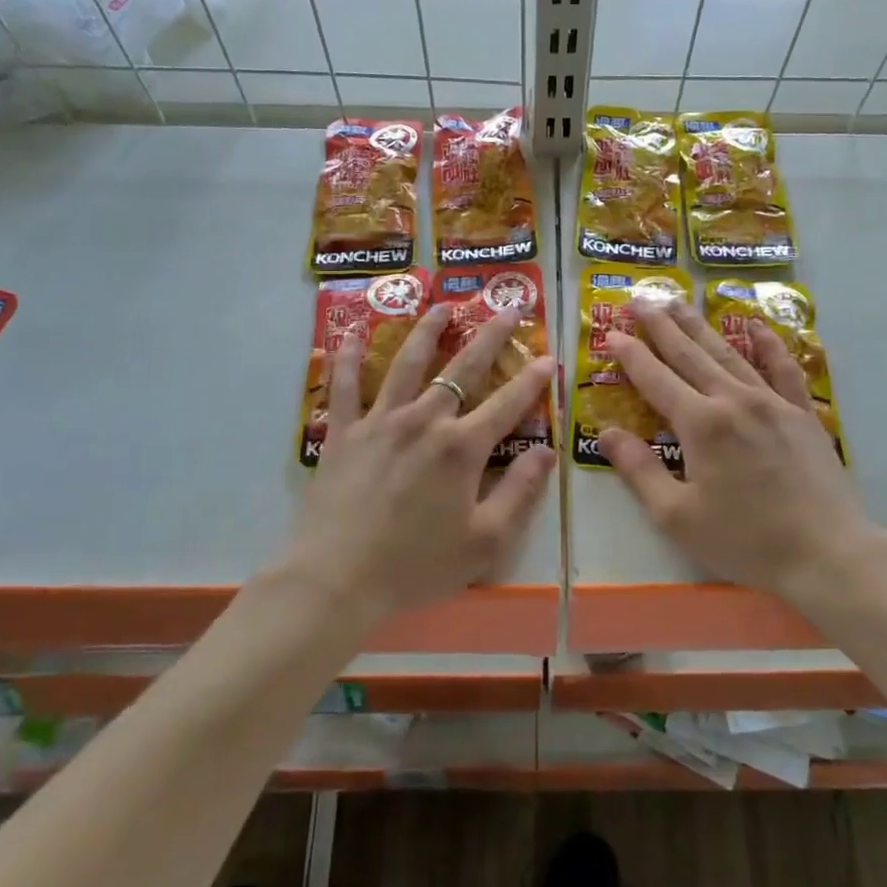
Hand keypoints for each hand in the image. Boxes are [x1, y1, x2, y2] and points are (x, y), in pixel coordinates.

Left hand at [284, 303, 556, 624]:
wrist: (336, 580)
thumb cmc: (416, 566)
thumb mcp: (485, 542)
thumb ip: (520, 493)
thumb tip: (546, 452)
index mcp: (461, 448)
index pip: (508, 404)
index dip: (533, 380)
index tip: (549, 358)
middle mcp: (424, 420)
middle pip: (463, 368)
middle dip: (490, 336)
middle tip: (507, 308)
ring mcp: (379, 421)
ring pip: (407, 362)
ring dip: (428, 330)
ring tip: (443, 306)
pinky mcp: (343, 433)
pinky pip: (345, 386)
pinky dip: (348, 357)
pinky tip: (350, 333)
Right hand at [597, 302, 886, 606]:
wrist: (827, 554)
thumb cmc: (745, 540)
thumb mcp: (677, 515)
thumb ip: (639, 470)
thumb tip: (606, 433)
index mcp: (701, 424)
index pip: (656, 378)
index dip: (630, 355)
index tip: (611, 333)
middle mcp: (734, 400)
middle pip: (690, 354)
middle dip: (660, 326)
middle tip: (639, 300)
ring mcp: (772, 403)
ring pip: (729, 353)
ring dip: (700, 326)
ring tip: (679, 302)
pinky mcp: (802, 414)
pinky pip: (783, 369)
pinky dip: (769, 345)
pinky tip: (758, 326)